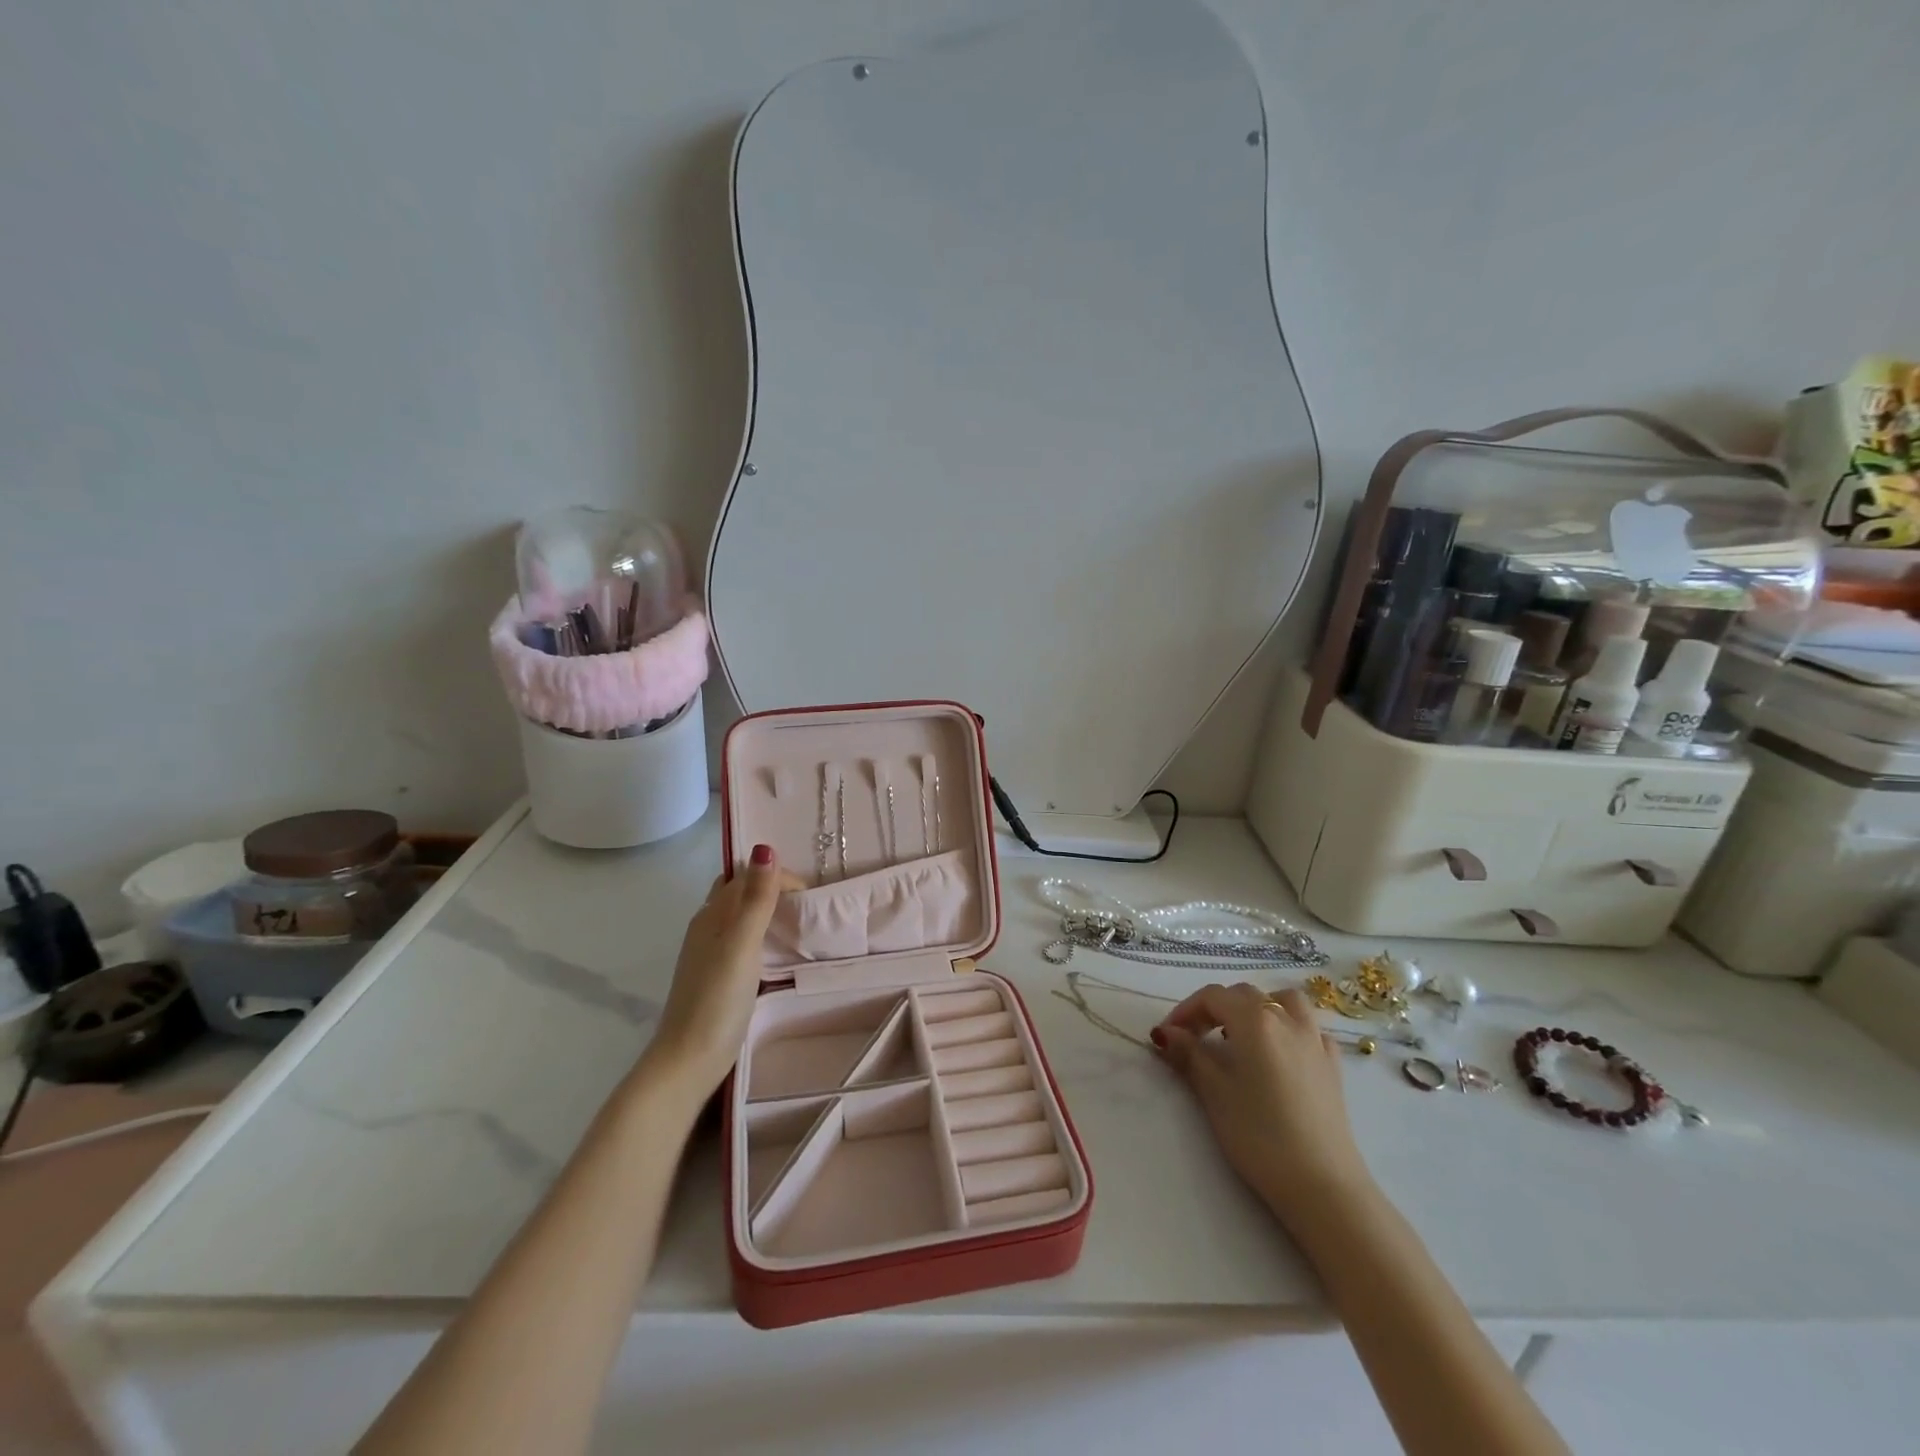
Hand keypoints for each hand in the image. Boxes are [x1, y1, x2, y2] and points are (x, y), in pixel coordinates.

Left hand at [645, 845, 802, 1096]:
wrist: (688, 1060)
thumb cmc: (716, 999)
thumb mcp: (742, 944)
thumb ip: (756, 899)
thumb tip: (764, 848)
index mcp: (712, 915)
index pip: (746, 876)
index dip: (778, 877)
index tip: (810, 897)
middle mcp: (708, 927)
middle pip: (739, 892)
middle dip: (770, 887)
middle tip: (807, 904)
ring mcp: (711, 954)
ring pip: (740, 917)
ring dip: (767, 911)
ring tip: (800, 923)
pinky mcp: (718, 977)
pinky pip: (743, 941)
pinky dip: (763, 936)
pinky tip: (779, 954)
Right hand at [1152, 983, 1371, 1228]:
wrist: (1322, 1185)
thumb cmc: (1259, 1136)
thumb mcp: (1214, 1093)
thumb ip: (1189, 1055)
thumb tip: (1166, 1033)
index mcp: (1254, 1020)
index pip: (1212, 996)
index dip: (1185, 1010)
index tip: (1168, 1036)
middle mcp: (1287, 1019)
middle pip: (1244, 995)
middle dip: (1215, 1009)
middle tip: (1195, 1039)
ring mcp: (1315, 1041)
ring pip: (1284, 1001)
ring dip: (1258, 1008)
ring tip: (1241, 1035)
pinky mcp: (1333, 1066)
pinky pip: (1309, 1029)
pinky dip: (1290, 1029)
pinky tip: (1280, 1054)